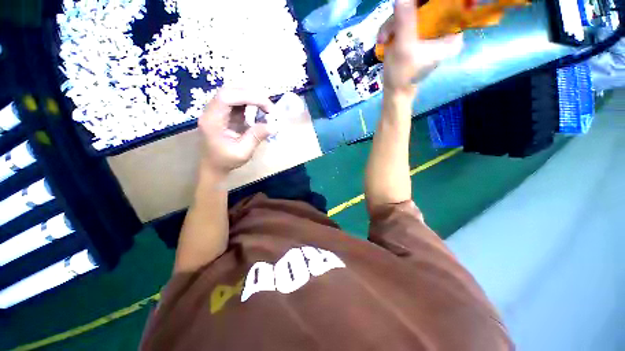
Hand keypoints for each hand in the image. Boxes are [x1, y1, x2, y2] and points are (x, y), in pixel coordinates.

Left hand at [198, 88, 273, 178]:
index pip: (226, 97)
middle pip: (230, 91)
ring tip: (266, 110)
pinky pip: (237, 102)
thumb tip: (273, 125)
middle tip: (269, 108)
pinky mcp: (224, 113)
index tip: (267, 107)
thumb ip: (256, 137)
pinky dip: (250, 104)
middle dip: (252, 96)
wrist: (213, 166)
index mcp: (212, 120)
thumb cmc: (225, 161)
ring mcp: (217, 110)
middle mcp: (212, 111)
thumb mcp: (242, 152)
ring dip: (252, 99)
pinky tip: (259, 112)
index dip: (248, 97)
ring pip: (234, 94)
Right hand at [377, 0, 463, 97]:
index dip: (425, 3)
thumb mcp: (403, 47)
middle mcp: (445, 29)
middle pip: (427, 6)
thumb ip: (405, 20)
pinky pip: (407, 19)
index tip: (409, 5)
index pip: (446, 6)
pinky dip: (393, 27)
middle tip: (389, 31)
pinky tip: (385, 39)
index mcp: (452, 34)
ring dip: (393, 23)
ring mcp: (431, 31)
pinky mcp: (419, 33)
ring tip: (383, 39)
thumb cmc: (402, 74)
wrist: (394, 90)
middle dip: (403, 14)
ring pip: (413, 11)